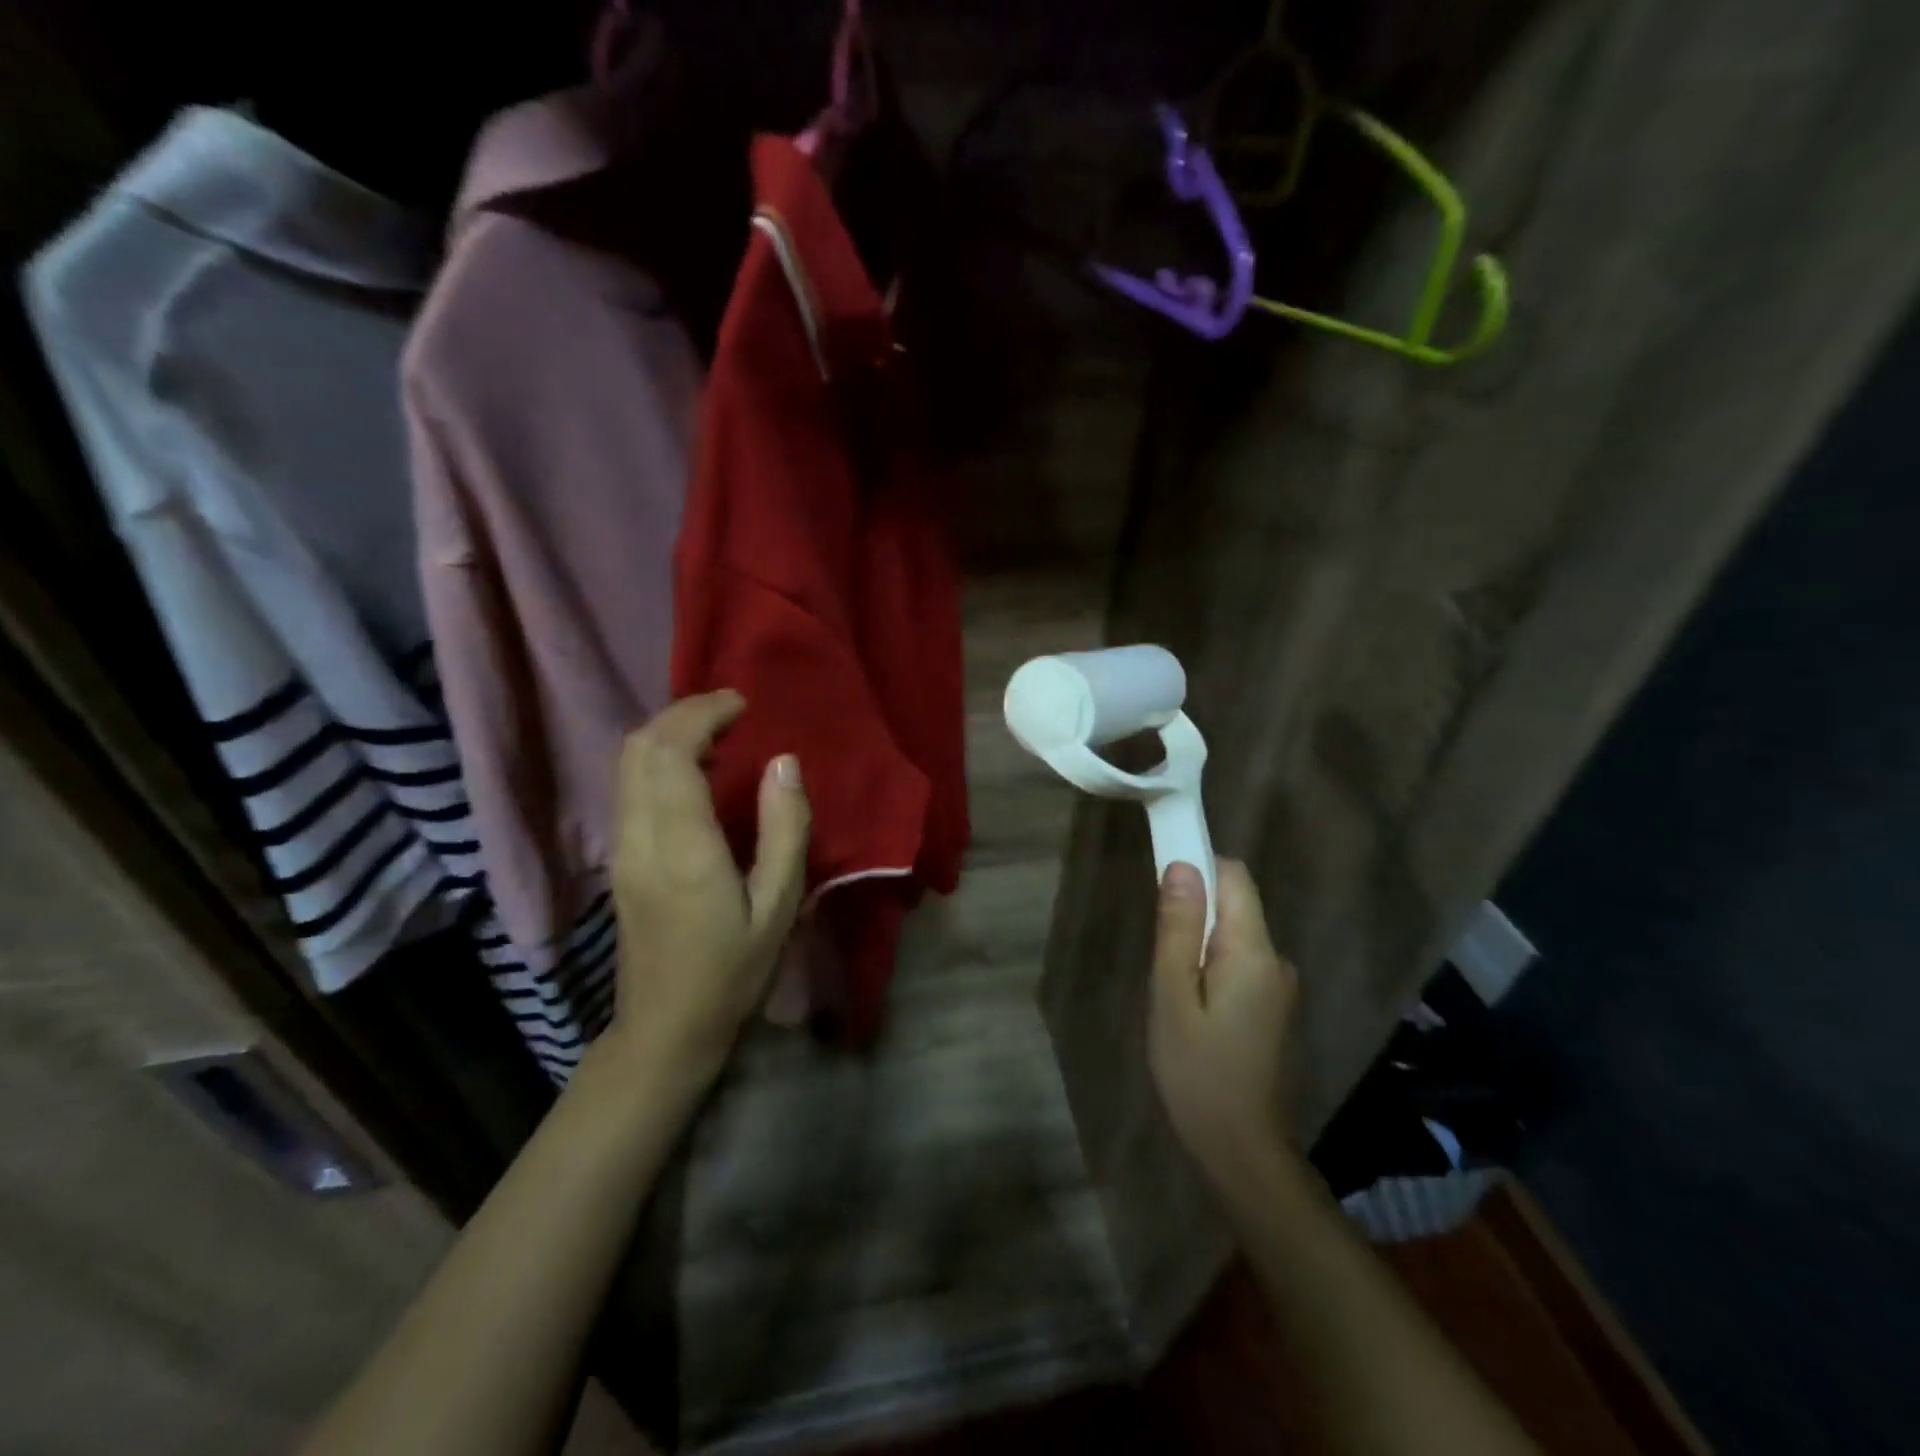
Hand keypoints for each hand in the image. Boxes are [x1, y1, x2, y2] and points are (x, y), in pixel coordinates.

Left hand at [605, 691, 810, 1085]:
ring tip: (718, 733)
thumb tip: (783, 762)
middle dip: (682, 713)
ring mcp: (621, 847)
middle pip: (638, 746)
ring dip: (667, 733)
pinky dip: (657, 758)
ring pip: (626, 762)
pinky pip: (628, 785)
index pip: (672, 751)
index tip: (742, 704)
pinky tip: (694, 769)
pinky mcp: (618, 858)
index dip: (702, 713)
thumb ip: (785, 828)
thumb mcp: (779, 905)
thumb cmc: (733, 971)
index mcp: (682, 846)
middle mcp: (639, 836)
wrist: (666, 1029)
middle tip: (732, 711)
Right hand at [1149, 859, 1300, 1192]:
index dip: (1198, 866)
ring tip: (1172, 992)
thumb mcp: (1172, 996)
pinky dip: (1213, 969)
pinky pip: (1241, 965)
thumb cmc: (1198, 1073)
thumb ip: (1177, 929)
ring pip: (1234, 937)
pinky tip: (1193, 1011)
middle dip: (1192, 913)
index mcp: (1254, 952)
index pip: (1234, 876)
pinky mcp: (1275, 1009)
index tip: (1160, 884)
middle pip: (1235, 905)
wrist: (1244, 1153)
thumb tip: (1181, 866)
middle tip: (1159, 959)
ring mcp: (1280, 987)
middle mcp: (1276, 960)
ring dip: (1199, 945)